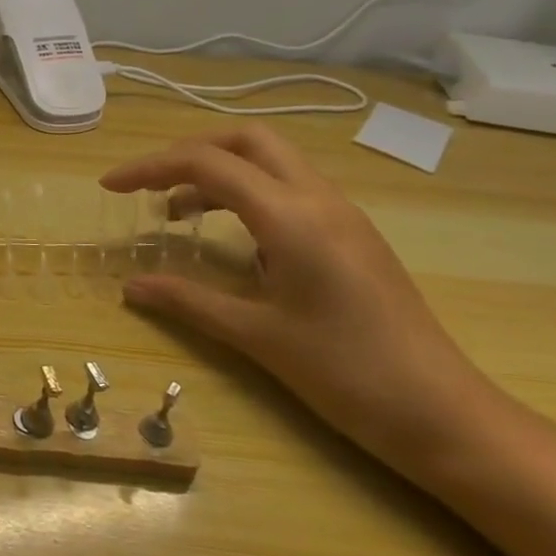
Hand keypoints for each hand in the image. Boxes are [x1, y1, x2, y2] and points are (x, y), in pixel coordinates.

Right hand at [103, 127, 503, 473]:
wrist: (444, 415)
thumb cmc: (346, 374)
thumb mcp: (256, 336)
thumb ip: (187, 301)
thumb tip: (129, 287)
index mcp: (292, 217)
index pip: (207, 163)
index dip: (150, 168)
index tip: (110, 187)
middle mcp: (319, 200)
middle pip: (246, 141)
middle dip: (189, 151)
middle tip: (151, 185)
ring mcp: (342, 215)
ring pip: (271, 161)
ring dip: (219, 172)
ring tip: (177, 212)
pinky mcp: (352, 235)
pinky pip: (289, 190)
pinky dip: (246, 194)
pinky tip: (230, 237)